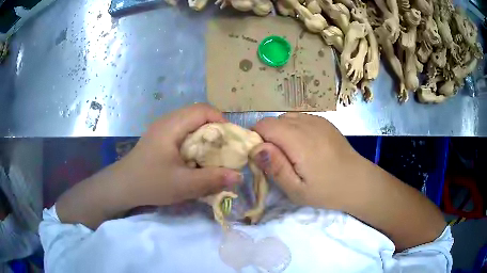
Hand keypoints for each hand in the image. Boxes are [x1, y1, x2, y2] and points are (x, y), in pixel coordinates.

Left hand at [57, 104, 242, 228]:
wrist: (122, 186)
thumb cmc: (150, 183)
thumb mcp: (183, 185)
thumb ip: (212, 180)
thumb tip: (239, 176)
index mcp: (172, 126)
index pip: (203, 110)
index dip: (222, 121)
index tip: (230, 141)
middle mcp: (167, 121)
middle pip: (198, 114)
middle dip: (215, 129)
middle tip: (224, 149)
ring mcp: (162, 129)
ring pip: (190, 123)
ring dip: (205, 135)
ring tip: (212, 154)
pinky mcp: (159, 138)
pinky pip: (182, 132)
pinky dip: (194, 141)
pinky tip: (194, 158)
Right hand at [250, 113, 364, 209]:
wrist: (357, 181)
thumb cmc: (326, 191)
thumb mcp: (296, 190)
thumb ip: (275, 167)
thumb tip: (256, 147)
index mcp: (299, 141)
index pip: (264, 125)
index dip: (256, 138)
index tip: (262, 157)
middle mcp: (308, 124)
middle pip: (274, 120)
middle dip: (268, 137)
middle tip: (277, 159)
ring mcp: (318, 120)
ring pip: (286, 118)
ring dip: (281, 132)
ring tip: (291, 152)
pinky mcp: (324, 122)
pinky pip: (300, 118)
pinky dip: (294, 128)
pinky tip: (304, 145)